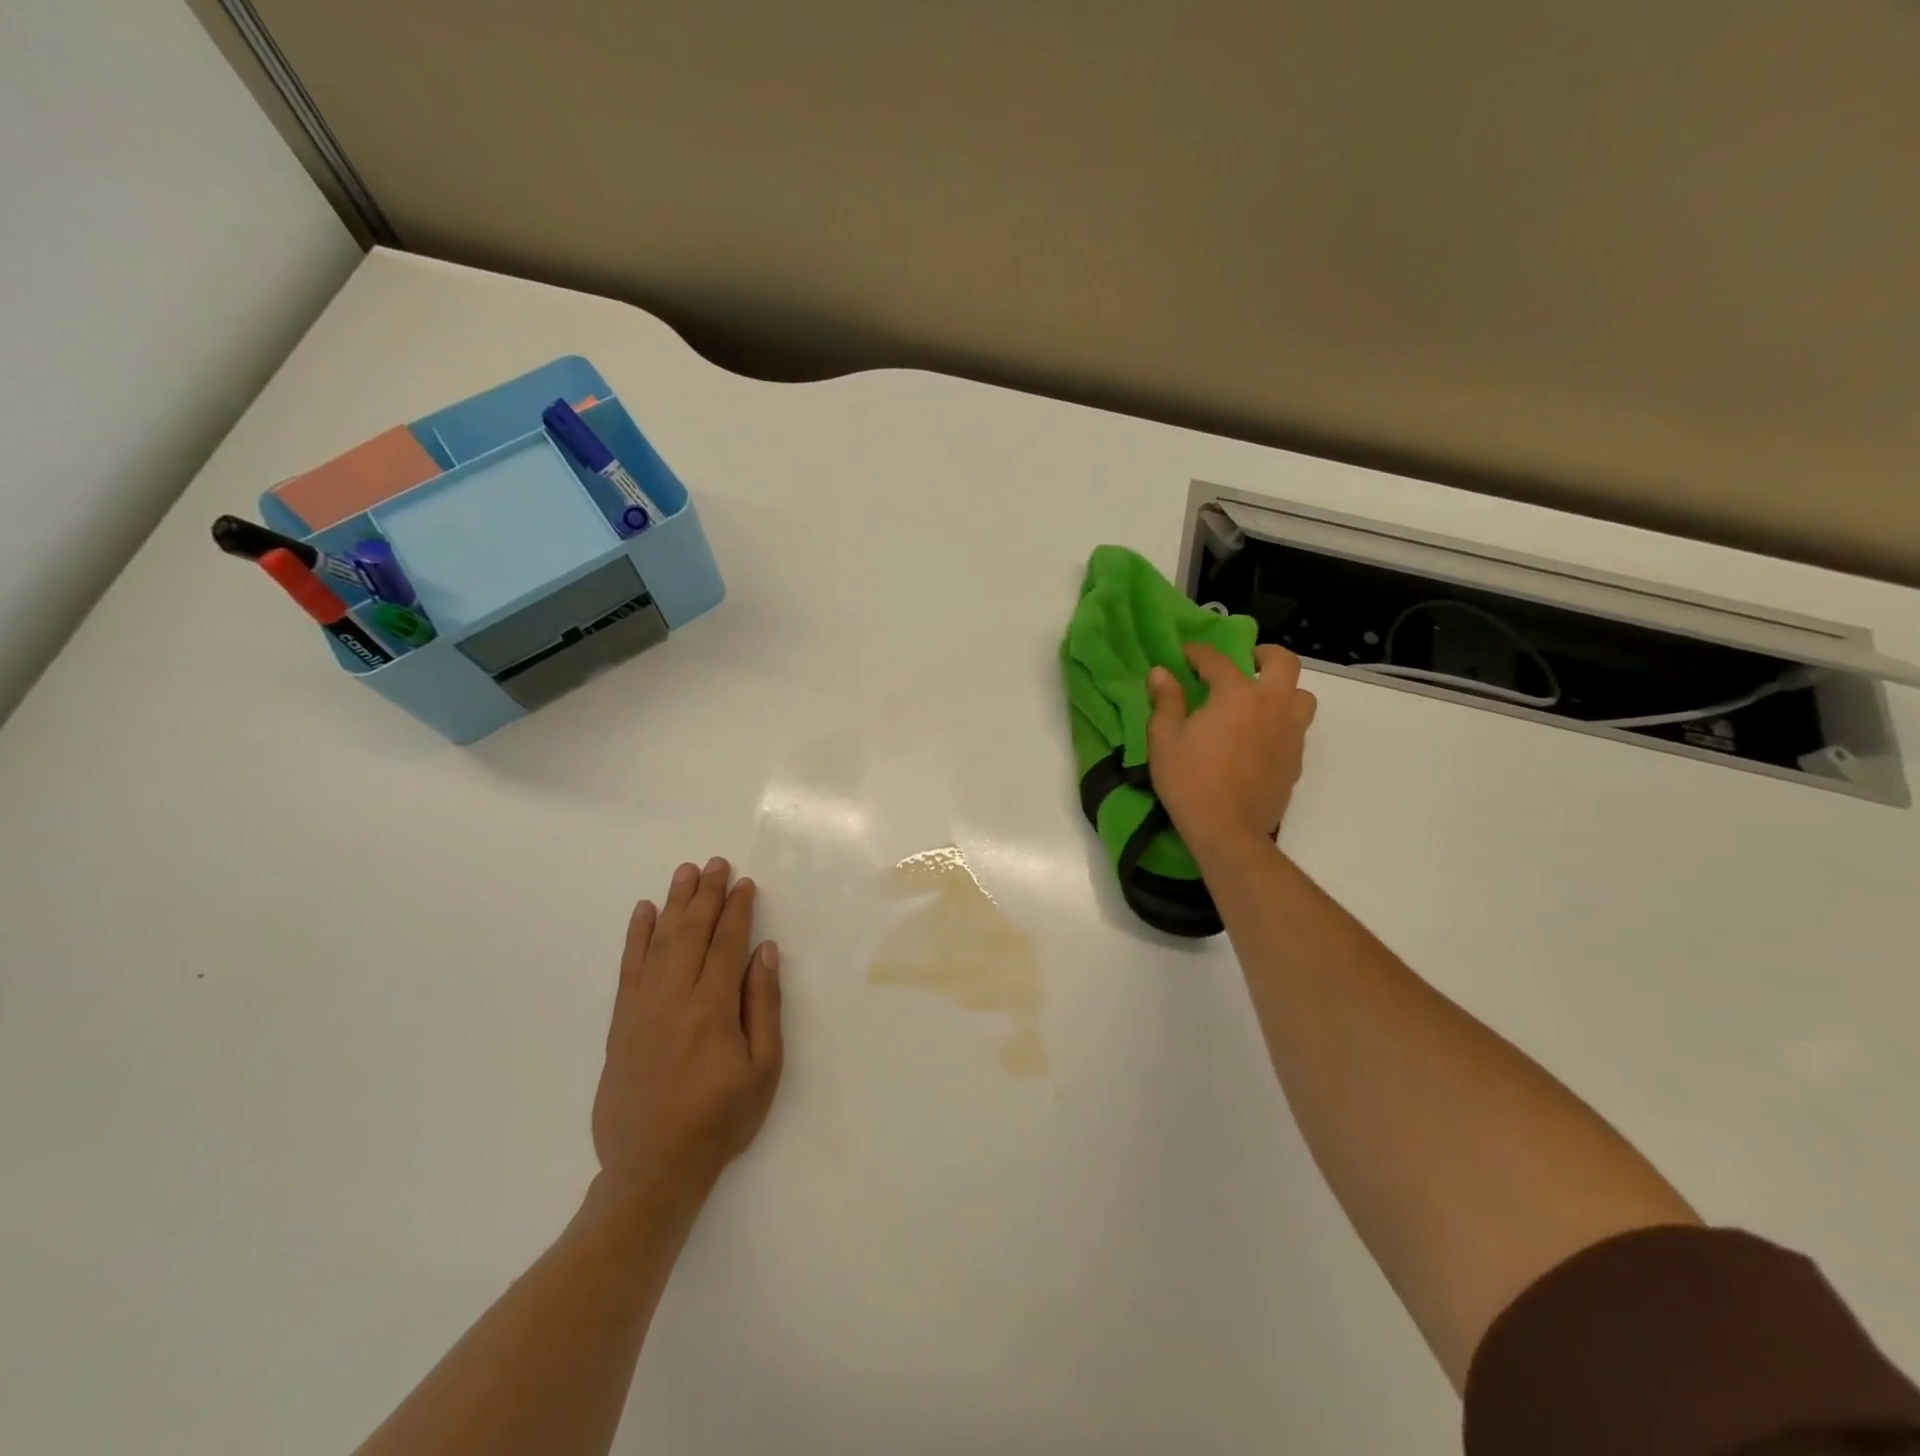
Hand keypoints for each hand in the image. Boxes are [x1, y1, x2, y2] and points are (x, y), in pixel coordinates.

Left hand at [592, 857, 783, 1210]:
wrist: (652, 1169)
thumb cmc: (720, 1119)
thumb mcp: (764, 1068)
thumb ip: (763, 1005)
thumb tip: (764, 951)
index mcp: (712, 1007)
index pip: (726, 942)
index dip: (737, 909)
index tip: (745, 883)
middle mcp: (674, 997)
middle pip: (691, 932)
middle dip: (707, 894)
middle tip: (716, 863)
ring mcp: (641, 1007)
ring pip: (659, 941)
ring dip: (674, 903)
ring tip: (685, 872)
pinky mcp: (620, 1022)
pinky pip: (628, 967)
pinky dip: (636, 936)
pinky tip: (643, 912)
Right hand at [1147, 643, 1316, 861]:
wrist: (1227, 830)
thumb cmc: (1189, 780)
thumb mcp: (1164, 739)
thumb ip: (1166, 701)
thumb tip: (1162, 673)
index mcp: (1236, 695)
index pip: (1218, 660)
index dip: (1198, 652)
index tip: (1184, 653)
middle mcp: (1271, 705)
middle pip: (1283, 663)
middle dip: (1264, 655)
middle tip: (1245, 662)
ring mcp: (1290, 733)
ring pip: (1302, 696)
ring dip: (1283, 690)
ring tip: (1260, 701)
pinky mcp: (1296, 760)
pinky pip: (1297, 728)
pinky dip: (1282, 722)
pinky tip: (1260, 737)